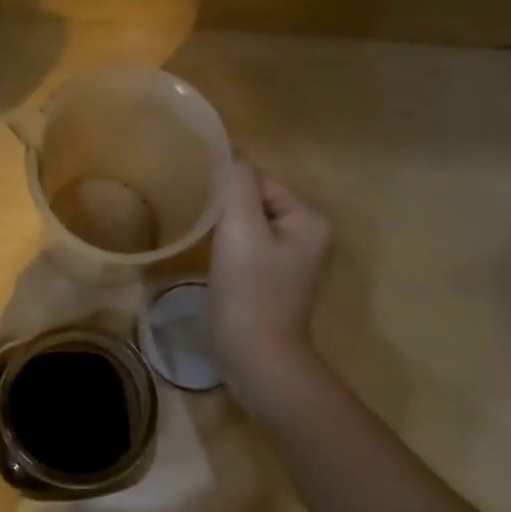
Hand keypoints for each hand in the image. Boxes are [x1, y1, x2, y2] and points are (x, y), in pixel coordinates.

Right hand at [209, 159, 331, 410]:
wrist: (257, 359)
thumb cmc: (249, 292)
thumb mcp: (240, 229)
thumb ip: (237, 184)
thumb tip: (230, 152)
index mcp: (310, 219)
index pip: (260, 183)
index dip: (228, 194)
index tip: (202, 210)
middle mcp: (310, 236)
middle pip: (256, 204)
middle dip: (227, 213)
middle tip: (200, 229)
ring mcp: (294, 263)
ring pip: (249, 229)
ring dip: (225, 233)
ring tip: (204, 247)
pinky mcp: (275, 284)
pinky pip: (249, 252)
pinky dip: (230, 254)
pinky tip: (215, 268)